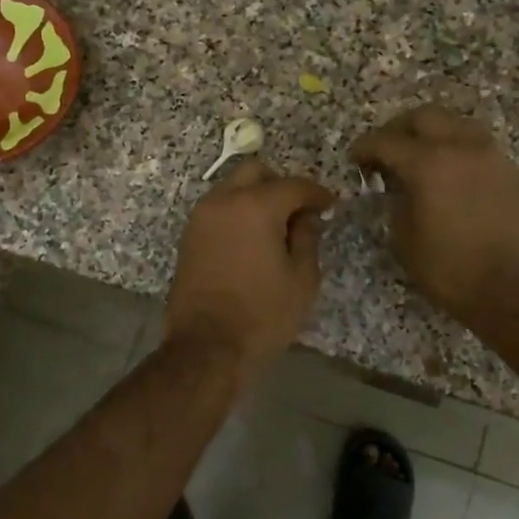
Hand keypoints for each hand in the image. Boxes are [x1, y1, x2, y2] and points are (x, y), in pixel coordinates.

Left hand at [165, 159, 334, 374]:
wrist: (207, 346)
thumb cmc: (263, 314)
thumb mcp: (302, 278)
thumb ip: (307, 238)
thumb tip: (305, 218)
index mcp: (255, 206)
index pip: (294, 185)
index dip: (317, 194)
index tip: (330, 206)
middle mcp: (223, 201)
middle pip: (255, 172)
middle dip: (281, 185)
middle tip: (299, 212)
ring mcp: (200, 218)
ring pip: (232, 188)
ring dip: (255, 198)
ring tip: (275, 228)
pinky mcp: (188, 237)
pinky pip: (218, 210)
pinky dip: (237, 214)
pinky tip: (251, 240)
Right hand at [350, 106, 518, 326]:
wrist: (514, 289)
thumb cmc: (450, 269)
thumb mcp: (405, 239)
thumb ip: (397, 201)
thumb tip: (398, 187)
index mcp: (429, 163)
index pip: (387, 141)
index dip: (364, 148)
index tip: (354, 159)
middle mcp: (461, 147)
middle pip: (424, 117)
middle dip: (397, 129)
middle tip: (383, 152)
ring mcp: (489, 155)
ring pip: (453, 123)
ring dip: (429, 133)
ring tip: (414, 159)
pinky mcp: (507, 170)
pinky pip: (473, 142)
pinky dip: (452, 147)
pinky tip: (442, 172)